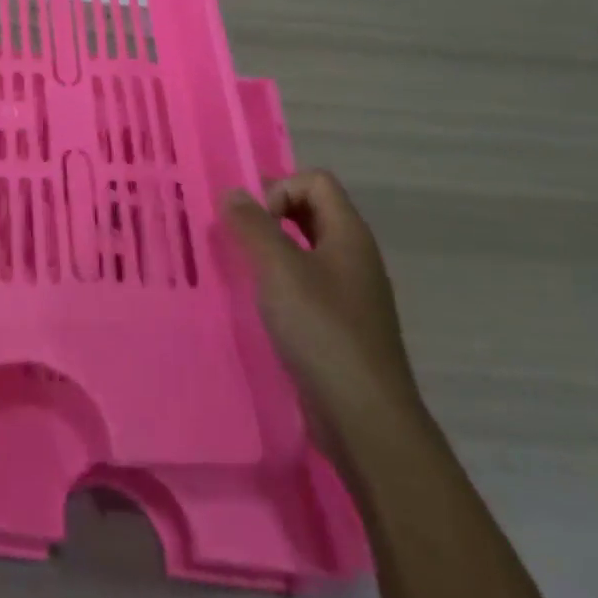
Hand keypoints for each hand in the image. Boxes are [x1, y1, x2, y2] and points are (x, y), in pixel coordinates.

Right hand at [222, 171, 422, 456]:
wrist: (364, 416)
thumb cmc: (322, 331)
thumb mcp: (279, 270)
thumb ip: (253, 226)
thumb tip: (233, 192)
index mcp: (349, 235)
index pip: (316, 181)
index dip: (280, 189)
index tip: (254, 223)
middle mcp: (354, 256)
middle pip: (312, 210)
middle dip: (270, 215)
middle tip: (236, 238)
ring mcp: (350, 292)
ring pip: (306, 248)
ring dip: (272, 249)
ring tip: (241, 269)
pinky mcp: (340, 324)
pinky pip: (306, 283)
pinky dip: (280, 281)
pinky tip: (260, 304)